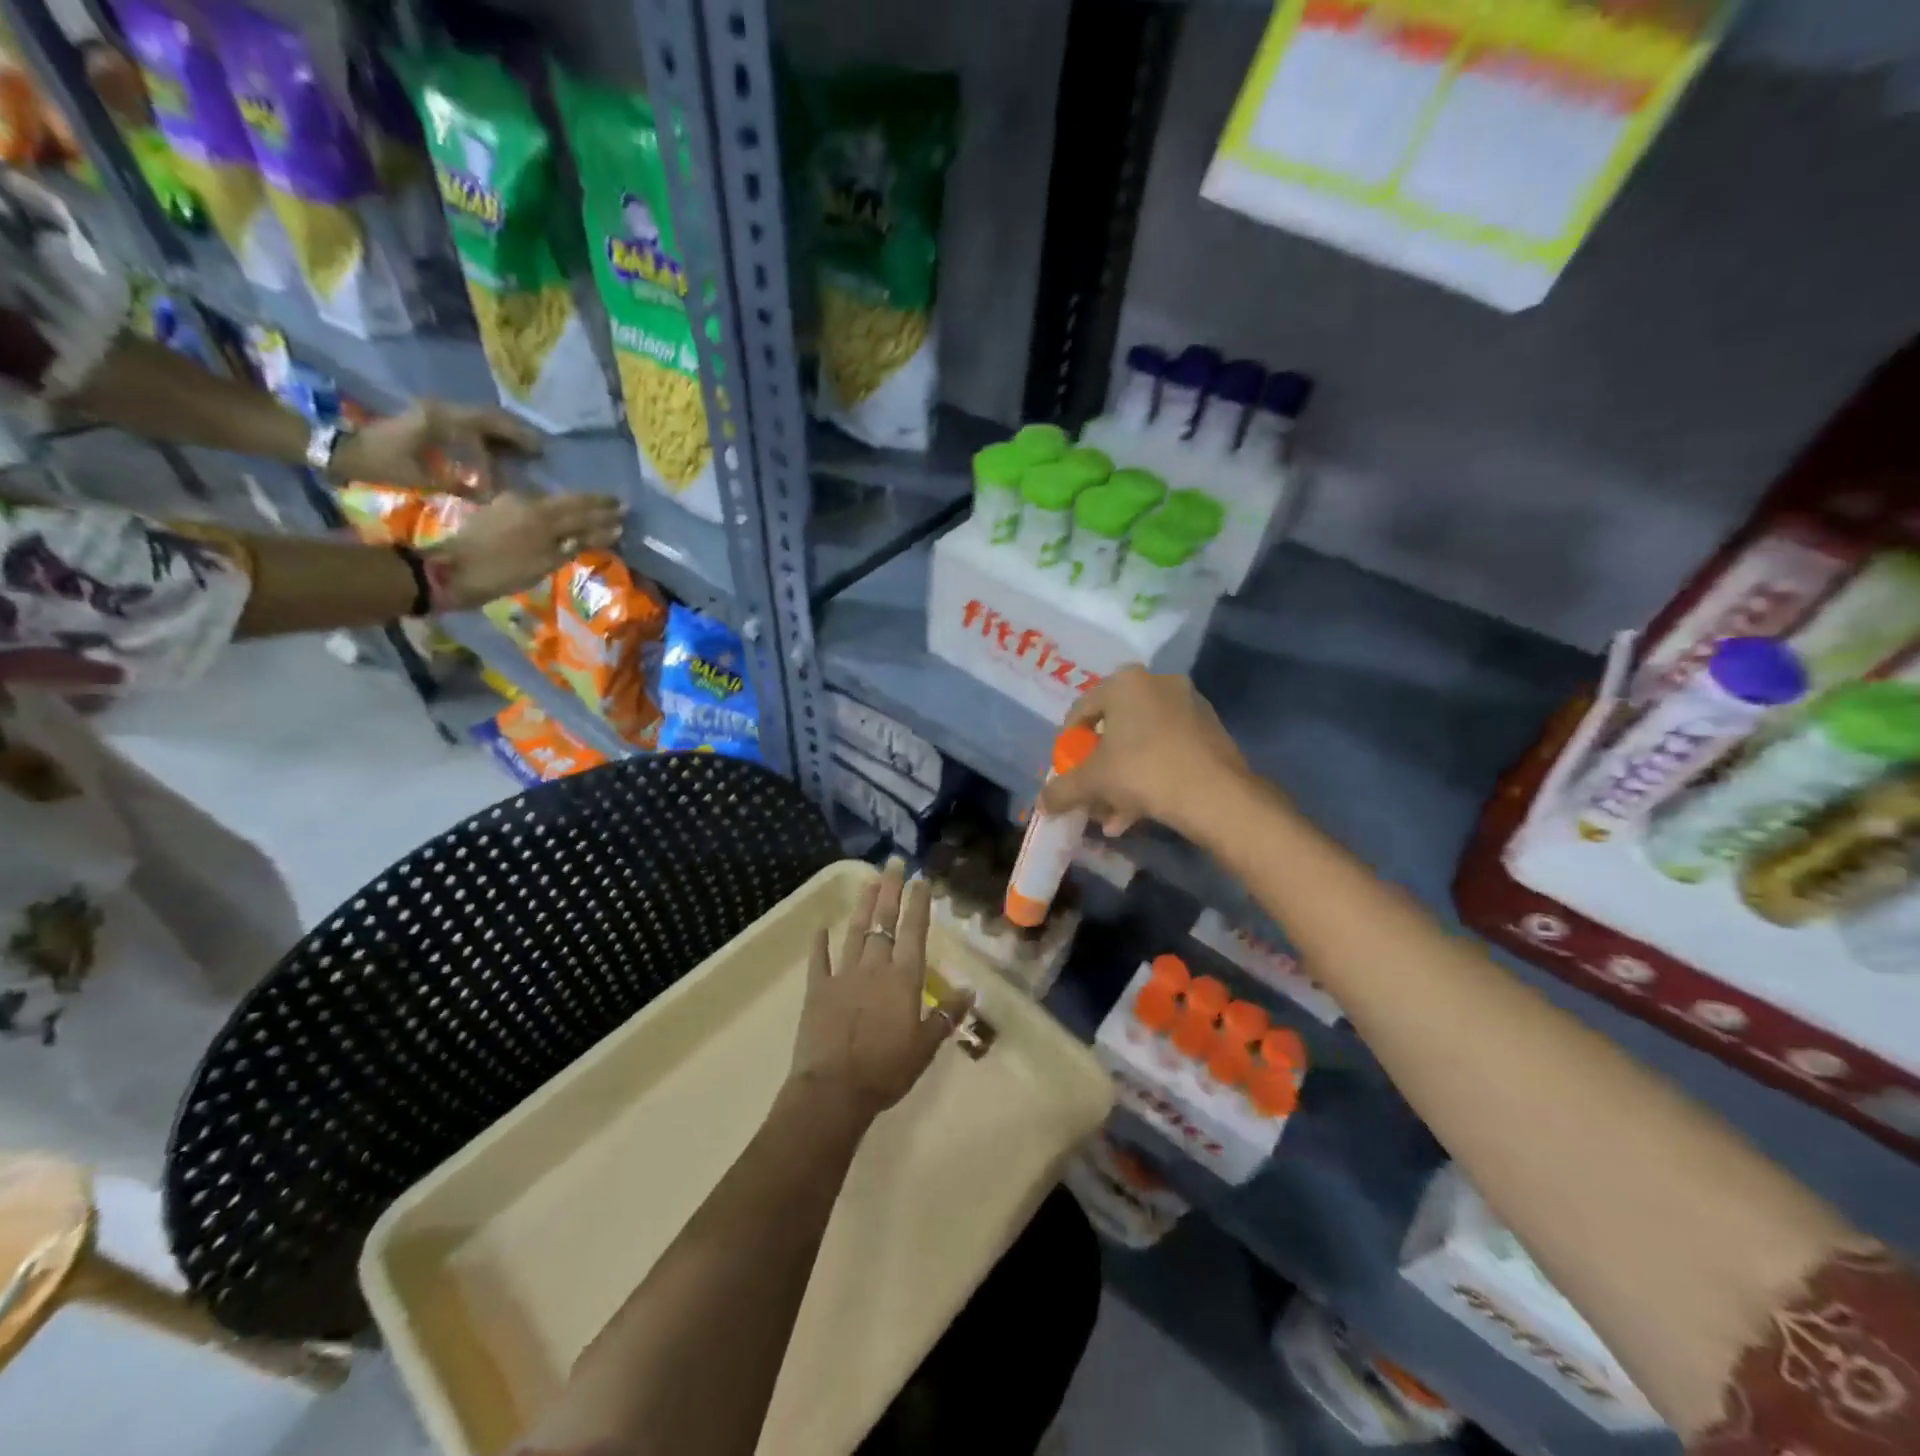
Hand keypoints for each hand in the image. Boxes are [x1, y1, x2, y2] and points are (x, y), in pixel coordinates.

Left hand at [329, 400, 541, 489]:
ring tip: (525, 451)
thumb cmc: (380, 465)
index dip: (515, 439)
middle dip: (516, 433)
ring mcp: (433, 412)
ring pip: (479, 418)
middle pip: (488, 415)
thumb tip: (495, 495)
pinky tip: (499, 452)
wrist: (338, 451)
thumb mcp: (422, 478)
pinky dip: (487, 436)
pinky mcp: (428, 420)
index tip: (536, 455)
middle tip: (540, 450)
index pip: (488, 423)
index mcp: (440, 419)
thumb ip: (461, 485)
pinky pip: (467, 424)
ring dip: (503, 433)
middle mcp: (439, 409)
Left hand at [430, 492, 624, 611]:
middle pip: (569, 502)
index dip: (605, 510)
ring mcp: (510, 503)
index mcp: (542, 514)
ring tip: (594, 513)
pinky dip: (555, 514)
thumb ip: (575, 544)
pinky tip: (562, 519)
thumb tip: (608, 531)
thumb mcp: (544, 563)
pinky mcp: (498, 510)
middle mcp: (528, 502)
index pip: (582, 508)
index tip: (625, 510)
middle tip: (617, 506)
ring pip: (553, 503)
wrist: (449, 572)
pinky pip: (536, 507)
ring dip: (575, 508)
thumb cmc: (501, 573)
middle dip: (594, 506)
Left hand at [788, 859, 972, 1123]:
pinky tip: (821, 926)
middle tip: (893, 863)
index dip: (918, 904)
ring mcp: (843, 975)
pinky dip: (819, 943)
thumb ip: (946, 1016)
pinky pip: (819, 960)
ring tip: (869, 880)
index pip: (913, 932)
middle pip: (883, 922)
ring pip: (855, 932)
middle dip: (890, 891)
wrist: (834, 1091)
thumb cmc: (886, 1071)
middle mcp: (874, 968)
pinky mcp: (817, 990)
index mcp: (903, 979)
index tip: (920, 879)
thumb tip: (970, 990)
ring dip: (862, 905)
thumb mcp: (926, 1047)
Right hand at [1039, 664, 1251, 837]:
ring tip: (1114, 815)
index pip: (1081, 710)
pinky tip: (1141, 811)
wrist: (1216, 794)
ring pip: (1141, 743)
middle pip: (1114, 729)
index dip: (1068, 745)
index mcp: (1125, 682)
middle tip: (1091, 795)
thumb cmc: (1143, 772)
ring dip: (1123, 778)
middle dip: (1099, 768)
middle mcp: (1158, 684)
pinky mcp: (1211, 730)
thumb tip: (1042, 805)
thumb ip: (1062, 790)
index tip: (1067, 772)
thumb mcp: (1092, 782)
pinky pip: (1168, 750)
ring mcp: (1189, 705)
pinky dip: (1151, 775)